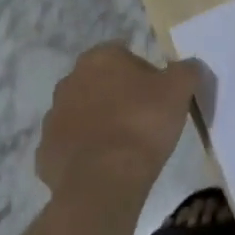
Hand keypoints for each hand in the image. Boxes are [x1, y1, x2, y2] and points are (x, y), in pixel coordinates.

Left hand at [36, 43, 200, 204]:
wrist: (104, 180)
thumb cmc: (143, 123)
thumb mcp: (180, 89)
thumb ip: (187, 70)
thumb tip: (189, 66)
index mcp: (99, 58)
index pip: (123, 54)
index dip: (142, 73)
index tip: (157, 95)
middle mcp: (69, 81)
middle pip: (99, 83)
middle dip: (116, 96)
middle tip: (142, 119)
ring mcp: (53, 118)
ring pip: (81, 114)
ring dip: (97, 123)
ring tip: (124, 146)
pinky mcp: (45, 153)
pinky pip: (69, 147)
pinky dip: (83, 153)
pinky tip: (103, 167)